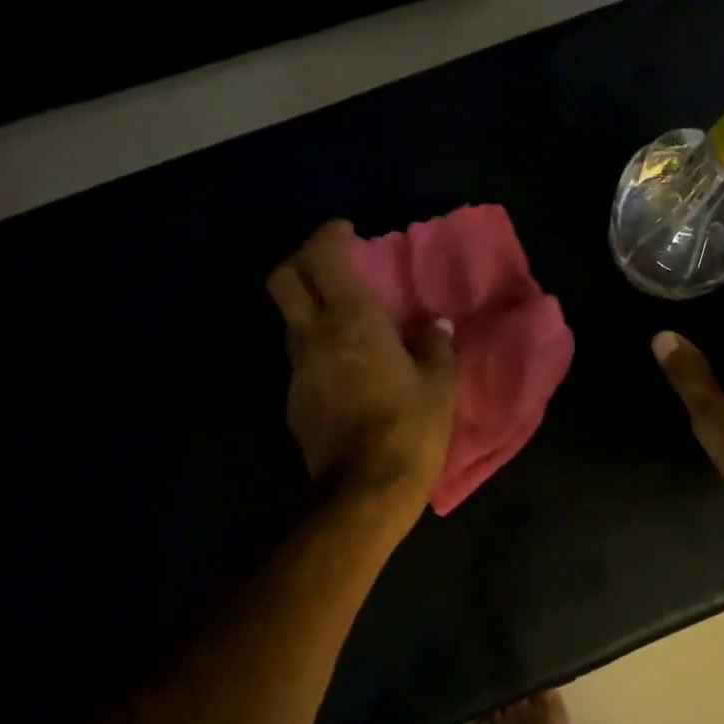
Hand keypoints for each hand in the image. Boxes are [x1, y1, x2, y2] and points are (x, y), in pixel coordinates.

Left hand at [267, 220, 456, 527]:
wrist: (365, 492)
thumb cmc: (410, 429)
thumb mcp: (439, 385)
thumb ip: (435, 346)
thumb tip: (436, 325)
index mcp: (352, 322)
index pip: (323, 258)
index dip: (329, 235)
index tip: (346, 231)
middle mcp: (315, 337)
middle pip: (284, 280)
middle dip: (300, 261)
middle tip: (330, 265)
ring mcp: (298, 371)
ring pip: (291, 322)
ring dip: (310, 309)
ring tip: (345, 321)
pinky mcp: (295, 401)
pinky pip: (302, 360)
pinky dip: (318, 349)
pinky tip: (346, 369)